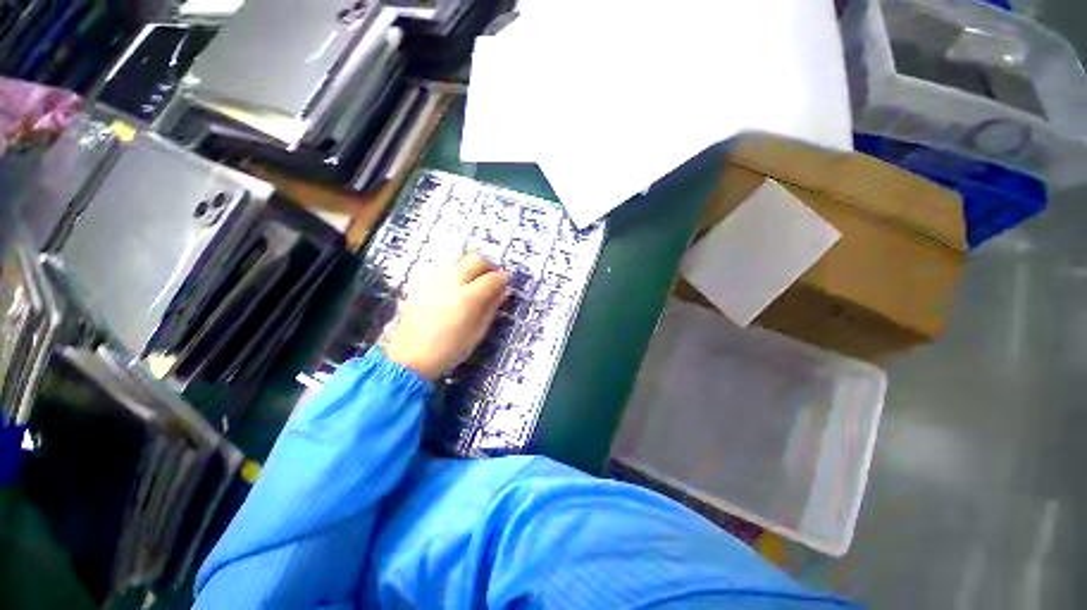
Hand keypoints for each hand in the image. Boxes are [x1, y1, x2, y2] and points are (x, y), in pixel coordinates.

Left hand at [383, 254, 509, 380]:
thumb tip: (504, 291)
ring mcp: (433, 279)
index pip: (492, 278)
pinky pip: (442, 265)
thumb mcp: (477, 333)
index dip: (503, 277)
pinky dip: (454, 269)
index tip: (508, 280)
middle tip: (493, 277)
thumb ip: (491, 308)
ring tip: (475, 279)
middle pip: (475, 259)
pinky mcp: (420, 282)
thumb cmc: (449, 350)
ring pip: (457, 258)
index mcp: (467, 298)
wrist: (409, 358)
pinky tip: (455, 284)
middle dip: (488, 265)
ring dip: (471, 264)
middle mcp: (450, 282)